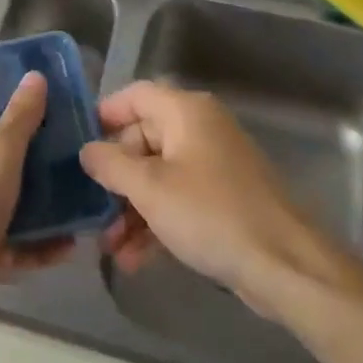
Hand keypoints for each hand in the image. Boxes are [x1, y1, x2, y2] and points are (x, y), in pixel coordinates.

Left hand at [0, 72, 72, 343]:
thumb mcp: (0, 152)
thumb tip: (34, 75)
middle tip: (73, 159)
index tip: (49, 113)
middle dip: (35, 162)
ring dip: (41, 208)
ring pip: (6, 202)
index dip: (11, 110)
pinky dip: (35, 245)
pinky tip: (68, 247)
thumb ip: (21, 116)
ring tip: (80, 203)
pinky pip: (8, 242)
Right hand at [79, 81, 356, 317]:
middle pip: (144, 139)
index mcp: (186, 112)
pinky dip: (156, 221)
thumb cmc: (211, 214)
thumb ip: (111, 165)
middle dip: (115, 178)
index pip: (135, 95)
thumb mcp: (150, 189)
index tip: (77, 145)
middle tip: (92, 210)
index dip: (104, 115)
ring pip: (159, 175)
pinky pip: (179, 199)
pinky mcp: (225, 199)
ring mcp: (215, 165)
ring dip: (131, 208)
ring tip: (110, 247)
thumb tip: (87, 149)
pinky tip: (135, 259)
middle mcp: (201, 129)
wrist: (286, 266)